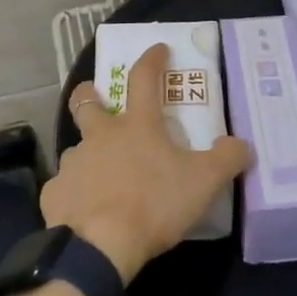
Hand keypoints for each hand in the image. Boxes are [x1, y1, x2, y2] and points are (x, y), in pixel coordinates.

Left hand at [44, 43, 252, 282]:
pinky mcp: (54, 194)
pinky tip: (85, 212)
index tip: (157, 49)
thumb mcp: (203, 182)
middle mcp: (100, 136)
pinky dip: (75, 195)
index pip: (143, 79)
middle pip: (86, 102)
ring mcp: (73, 163)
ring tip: (103, 178)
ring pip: (77, 149)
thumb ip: (226, 160)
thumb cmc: (153, 204)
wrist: (99, 246)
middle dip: (89, 95)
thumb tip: (241, 145)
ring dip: (88, 155)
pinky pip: (65, 189)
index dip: (152, 60)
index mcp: (136, 126)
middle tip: (97, 100)